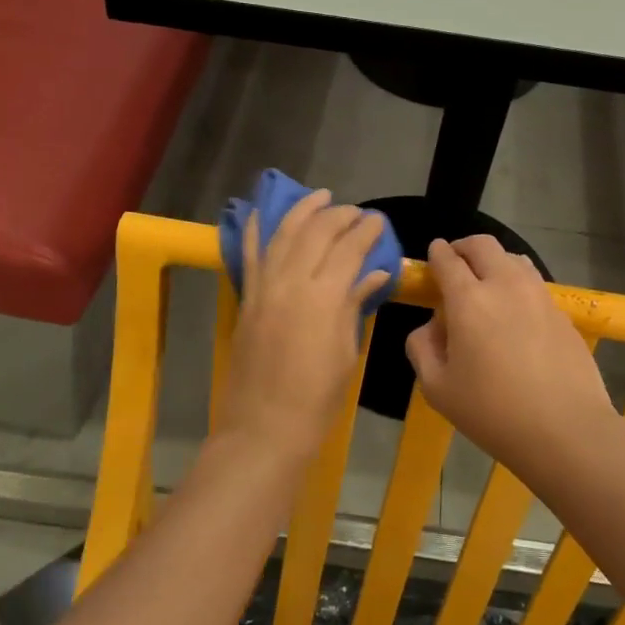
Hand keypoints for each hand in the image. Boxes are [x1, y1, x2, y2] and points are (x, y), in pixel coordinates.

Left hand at [219, 190, 389, 457]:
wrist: (264, 426)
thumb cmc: (317, 398)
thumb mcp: (345, 351)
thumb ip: (354, 305)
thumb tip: (373, 273)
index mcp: (324, 298)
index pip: (348, 249)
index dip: (365, 232)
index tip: (378, 221)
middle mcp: (291, 282)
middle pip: (316, 234)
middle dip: (338, 216)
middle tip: (356, 213)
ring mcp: (263, 288)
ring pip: (283, 235)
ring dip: (302, 212)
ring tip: (319, 197)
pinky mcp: (246, 299)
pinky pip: (250, 256)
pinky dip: (256, 231)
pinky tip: (262, 213)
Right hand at [405, 236, 616, 473]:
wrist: (565, 430)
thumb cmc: (491, 412)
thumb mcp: (436, 388)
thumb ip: (422, 348)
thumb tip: (431, 327)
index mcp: (468, 300)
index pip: (447, 259)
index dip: (436, 252)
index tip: (433, 253)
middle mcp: (505, 285)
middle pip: (483, 245)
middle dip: (464, 247)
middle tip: (455, 263)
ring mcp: (539, 296)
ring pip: (514, 258)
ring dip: (493, 262)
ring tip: (486, 284)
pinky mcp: (562, 313)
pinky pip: (534, 284)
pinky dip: (517, 284)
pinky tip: (514, 313)